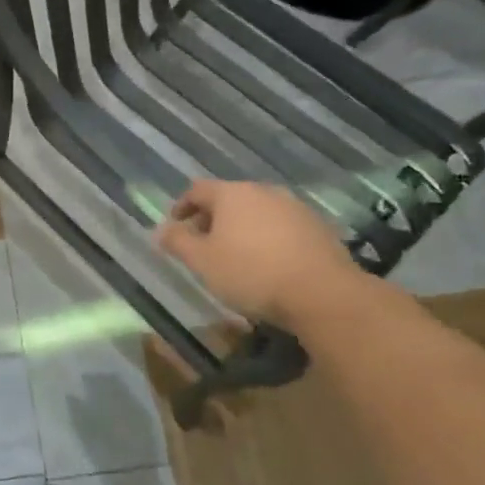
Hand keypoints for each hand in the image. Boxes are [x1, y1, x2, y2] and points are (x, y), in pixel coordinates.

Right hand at [155, 179, 365, 329]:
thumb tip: (160, 229)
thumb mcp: (202, 261)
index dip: (181, 206)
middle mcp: (263, 191)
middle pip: (229, 199)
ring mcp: (295, 208)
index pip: (197, 190)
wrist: (324, 294)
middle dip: (212, 219)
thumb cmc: (251, 273)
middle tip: (203, 244)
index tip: (175, 227)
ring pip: (257, 212)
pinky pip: (282, 227)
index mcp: (232, 194)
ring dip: (242, 229)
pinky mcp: (318, 228)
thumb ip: (178, 242)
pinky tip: (268, 263)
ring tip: (235, 256)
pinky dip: (268, 238)